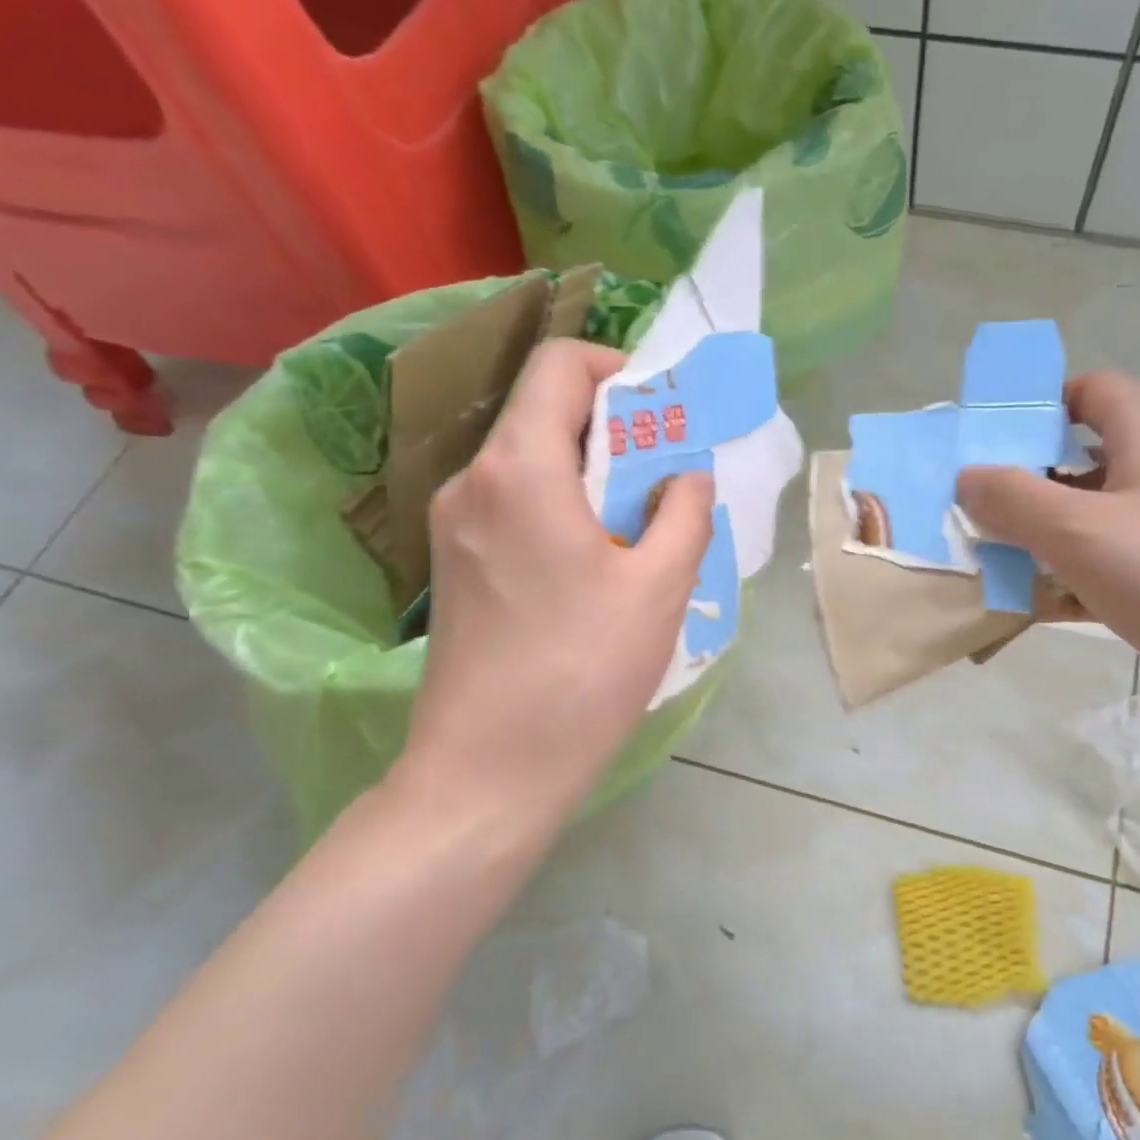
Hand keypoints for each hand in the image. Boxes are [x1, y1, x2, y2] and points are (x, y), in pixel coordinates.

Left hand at [396, 339, 712, 828]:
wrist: (487, 773)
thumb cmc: (581, 672)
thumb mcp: (658, 588)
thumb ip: (684, 513)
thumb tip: (686, 477)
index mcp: (520, 469)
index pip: (559, 366)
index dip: (617, 370)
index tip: (663, 414)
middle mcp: (472, 482)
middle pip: (545, 416)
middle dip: (614, 432)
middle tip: (667, 480)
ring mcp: (453, 527)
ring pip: (531, 467)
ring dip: (590, 478)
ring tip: (640, 531)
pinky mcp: (453, 567)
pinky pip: (514, 509)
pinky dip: (561, 512)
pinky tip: (596, 568)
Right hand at [957, 370, 1139, 738]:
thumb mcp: (1077, 528)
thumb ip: (1012, 497)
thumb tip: (966, 477)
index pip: (1090, 390)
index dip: (1038, 403)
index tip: (987, 437)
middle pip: (1079, 456)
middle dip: (1022, 477)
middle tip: (970, 501)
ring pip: (1084, 516)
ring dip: (1035, 532)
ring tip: (982, 551)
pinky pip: (1097, 564)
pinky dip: (1061, 577)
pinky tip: (1021, 601)